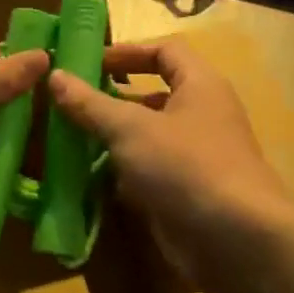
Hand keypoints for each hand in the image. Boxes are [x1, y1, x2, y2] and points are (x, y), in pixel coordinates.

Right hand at [47, 38, 293, 292]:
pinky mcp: (185, 192)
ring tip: (68, 139)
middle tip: (69, 103)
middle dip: (111, 98)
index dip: (127, 52)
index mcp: (199, 85)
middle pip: (152, 95)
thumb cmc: (186, 166)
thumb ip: (91, 104)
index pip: (164, 51)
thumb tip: (56, 75)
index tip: (88, 62)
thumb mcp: (131, 130)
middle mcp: (200, 115)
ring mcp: (194, 157)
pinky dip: (120, 173)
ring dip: (111, 138)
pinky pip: (147, 172)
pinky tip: (85, 179)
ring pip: (147, 137)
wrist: (238, 242)